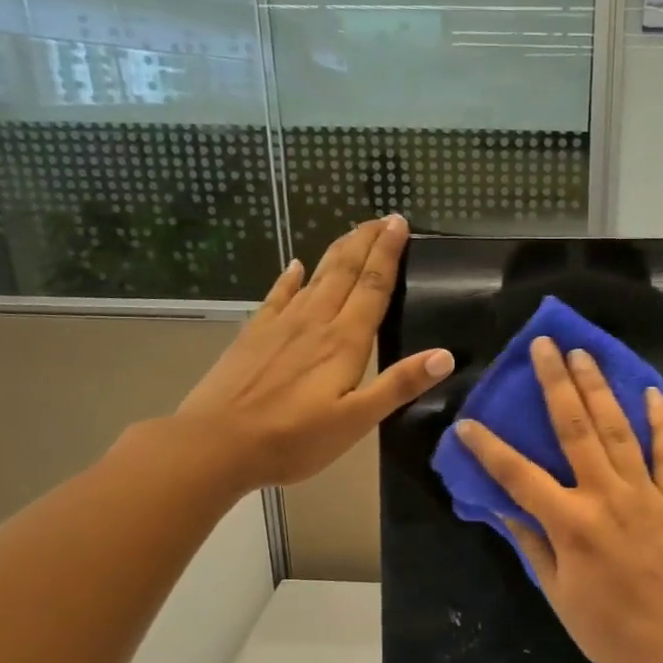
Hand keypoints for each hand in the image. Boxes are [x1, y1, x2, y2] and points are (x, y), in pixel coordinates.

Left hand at [175, 215, 452, 490]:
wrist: (217, 443)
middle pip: (345, 271)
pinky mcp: (254, 334)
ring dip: (337, 251)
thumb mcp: (356, 421)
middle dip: (366, 242)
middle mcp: (315, 322)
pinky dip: (289, 277)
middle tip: (383, 218)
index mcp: (344, 341)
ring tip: (353, 231)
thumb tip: (445, 355)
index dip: (388, 253)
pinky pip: (278, 295)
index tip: (399, 223)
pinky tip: (295, 265)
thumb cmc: (293, 439)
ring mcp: (281, 325)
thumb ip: (399, 385)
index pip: (373, 287)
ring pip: (316, 277)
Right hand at [454, 338, 662, 662]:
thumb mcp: (557, 594)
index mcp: (571, 523)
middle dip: (555, 383)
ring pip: (619, 429)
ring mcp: (646, 494)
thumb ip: (533, 545)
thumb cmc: (609, 629)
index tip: (467, 422)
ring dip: (599, 388)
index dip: (489, 448)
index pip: (519, 475)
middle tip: (544, 346)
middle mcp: (605, 497)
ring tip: (584, 354)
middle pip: (575, 429)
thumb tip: (505, 509)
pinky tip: (653, 392)